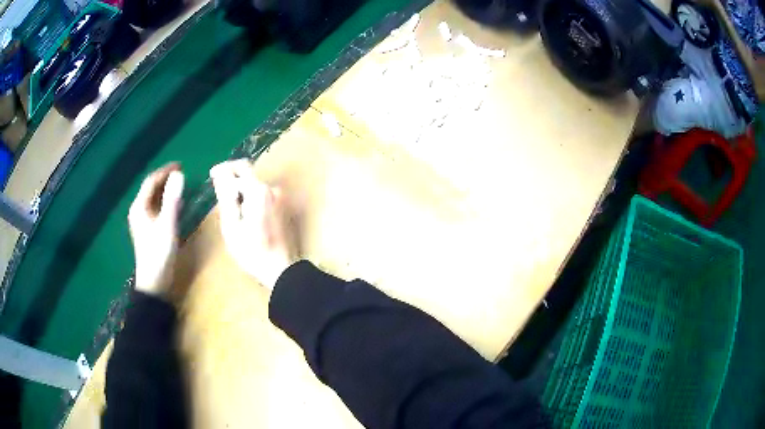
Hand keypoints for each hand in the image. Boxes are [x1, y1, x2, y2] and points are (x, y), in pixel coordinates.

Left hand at [128, 164, 184, 297]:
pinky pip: (156, 209)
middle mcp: (138, 211)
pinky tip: (175, 205)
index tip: (180, 165)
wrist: (154, 282)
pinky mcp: (148, 230)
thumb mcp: (167, 225)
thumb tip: (179, 175)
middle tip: (182, 174)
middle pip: (151, 189)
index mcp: (139, 207)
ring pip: (153, 199)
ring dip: (166, 190)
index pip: (151, 181)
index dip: (165, 171)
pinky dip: (165, 203)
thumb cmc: (159, 253)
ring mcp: (142, 222)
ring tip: (180, 186)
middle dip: (165, 179)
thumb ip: (172, 200)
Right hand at [210, 159, 295, 289]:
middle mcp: (273, 189)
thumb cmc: (252, 252)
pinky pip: (264, 196)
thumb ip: (225, 197)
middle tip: (221, 198)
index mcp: (258, 191)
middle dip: (232, 181)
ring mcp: (281, 198)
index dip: (224, 168)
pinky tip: (247, 219)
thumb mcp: (231, 226)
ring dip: (242, 193)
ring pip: (256, 186)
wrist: (282, 270)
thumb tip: (219, 174)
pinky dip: (252, 200)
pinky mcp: (284, 208)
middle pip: (249, 175)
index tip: (213, 176)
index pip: (240, 166)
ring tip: (233, 213)